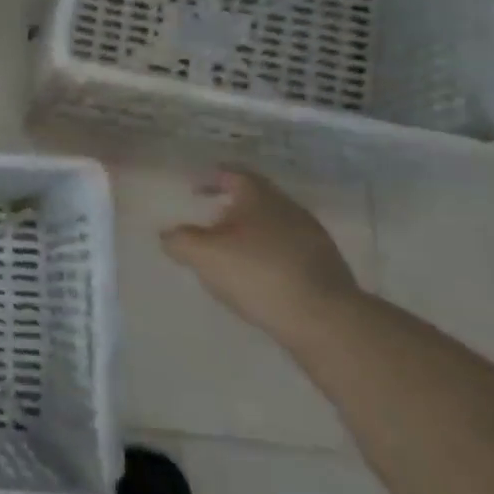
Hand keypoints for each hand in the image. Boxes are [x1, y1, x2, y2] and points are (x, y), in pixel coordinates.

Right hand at [159, 169, 358, 334]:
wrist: (324, 319)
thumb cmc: (257, 274)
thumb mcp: (203, 255)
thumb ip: (179, 240)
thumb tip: (168, 234)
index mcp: (260, 197)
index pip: (234, 174)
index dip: (213, 178)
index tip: (195, 189)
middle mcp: (289, 209)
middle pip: (256, 199)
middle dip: (230, 207)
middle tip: (207, 221)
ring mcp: (312, 237)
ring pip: (273, 225)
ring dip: (250, 233)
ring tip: (230, 252)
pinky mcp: (325, 266)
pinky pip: (287, 250)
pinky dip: (267, 254)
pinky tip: (256, 275)